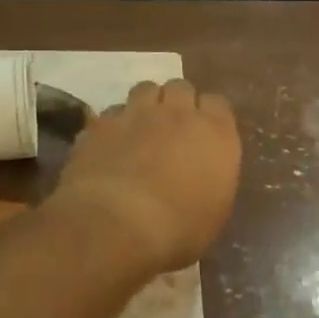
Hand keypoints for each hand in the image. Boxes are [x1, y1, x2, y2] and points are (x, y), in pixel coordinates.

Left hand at [55, 79, 240, 273]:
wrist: (117, 226)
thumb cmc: (179, 229)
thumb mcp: (214, 212)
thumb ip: (214, 179)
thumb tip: (204, 174)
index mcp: (215, 133)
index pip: (217, 103)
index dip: (209, 116)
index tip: (205, 135)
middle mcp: (178, 113)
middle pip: (180, 88)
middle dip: (177, 103)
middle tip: (172, 129)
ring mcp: (136, 113)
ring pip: (145, 89)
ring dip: (146, 105)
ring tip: (140, 129)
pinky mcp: (100, 124)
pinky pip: (111, 113)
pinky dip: (114, 125)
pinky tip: (110, 146)